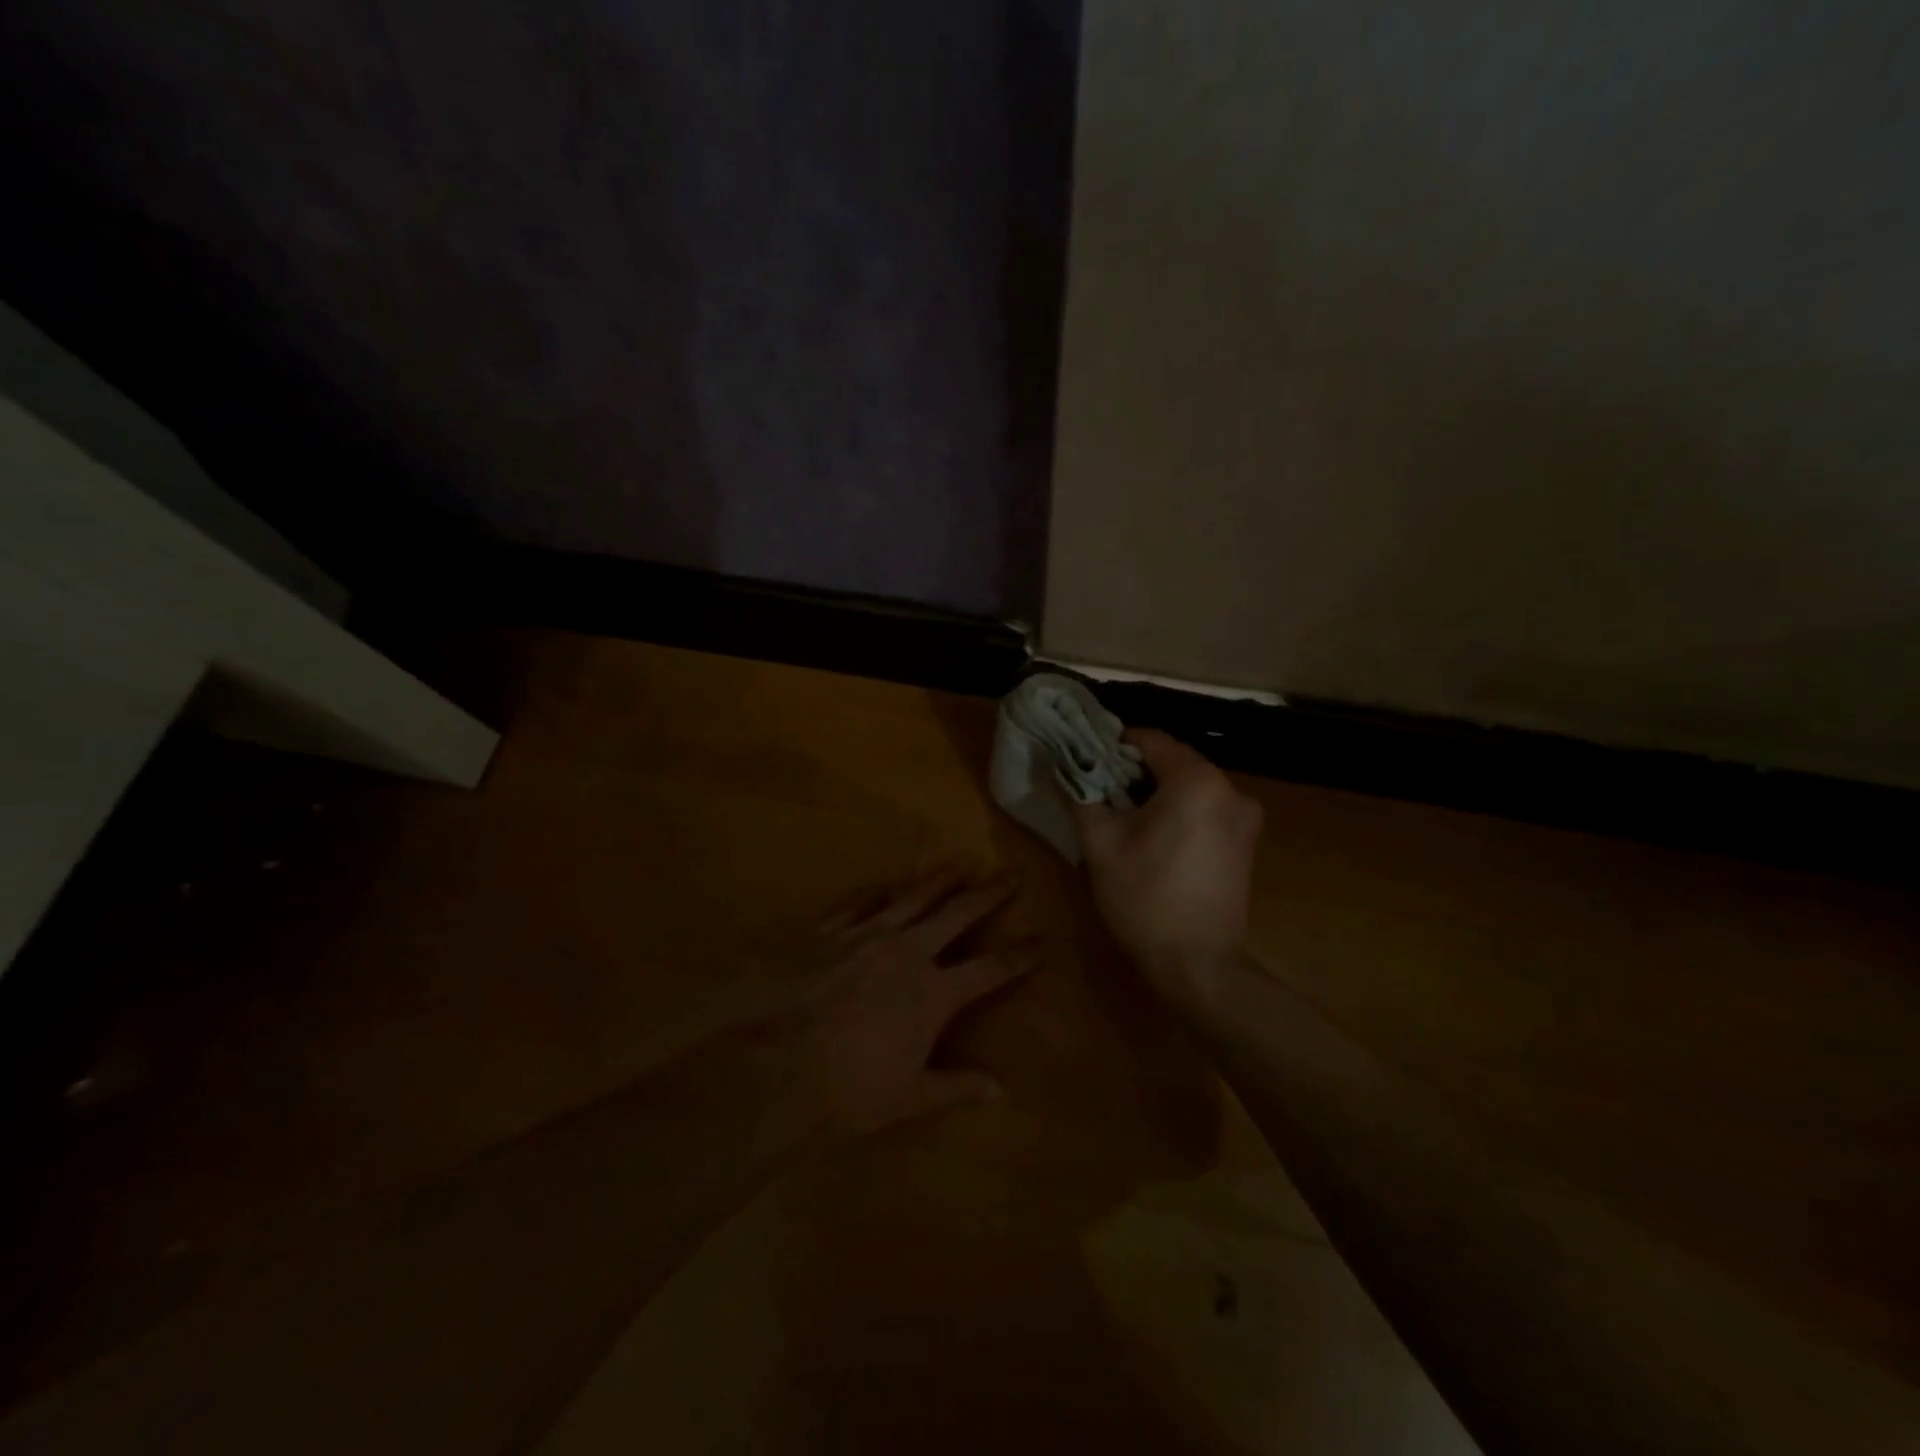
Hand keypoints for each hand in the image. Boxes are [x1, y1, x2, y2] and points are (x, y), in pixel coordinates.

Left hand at [744, 868, 1037, 1155]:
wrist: (779, 1070)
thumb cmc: (851, 1091)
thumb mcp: (910, 1096)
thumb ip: (957, 1086)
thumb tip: (1000, 1089)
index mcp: (934, 993)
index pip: (990, 969)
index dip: (1020, 956)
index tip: (1042, 942)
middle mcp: (908, 952)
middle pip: (958, 914)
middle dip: (988, 895)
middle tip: (1009, 876)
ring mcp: (867, 936)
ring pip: (913, 897)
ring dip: (939, 880)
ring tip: (959, 865)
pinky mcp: (829, 932)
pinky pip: (858, 903)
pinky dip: (876, 893)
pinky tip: (885, 885)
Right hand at [1072, 729, 1263, 1008]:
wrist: (1198, 963)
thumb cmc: (1144, 897)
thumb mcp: (1099, 843)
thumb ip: (1080, 794)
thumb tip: (1058, 766)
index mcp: (1197, 780)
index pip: (1150, 739)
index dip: (1114, 746)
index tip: (1087, 763)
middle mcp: (1230, 788)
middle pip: (1173, 761)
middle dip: (1135, 772)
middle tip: (1100, 792)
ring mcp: (1244, 816)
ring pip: (1190, 786)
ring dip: (1157, 792)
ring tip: (1123, 817)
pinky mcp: (1247, 842)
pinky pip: (1206, 808)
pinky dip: (1179, 811)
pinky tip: (1155, 838)